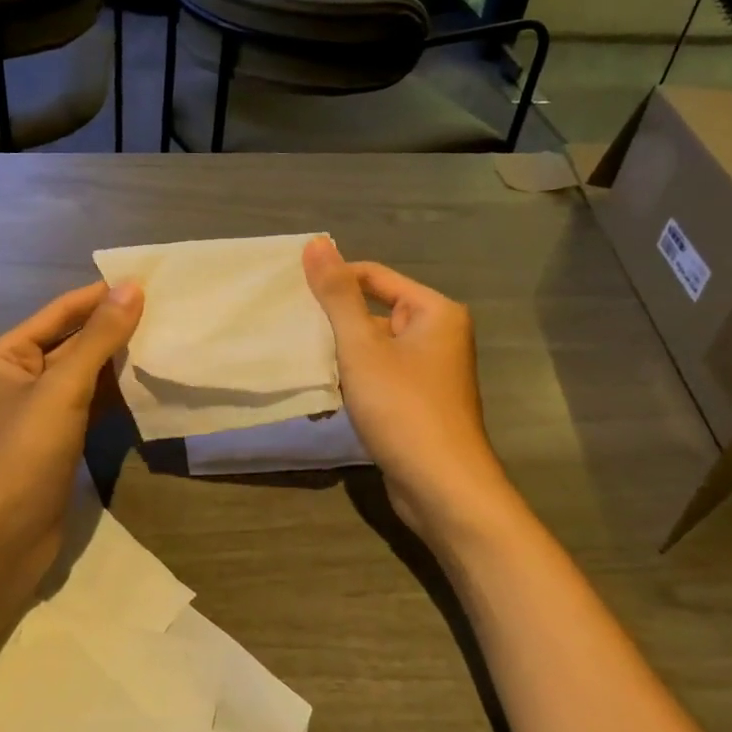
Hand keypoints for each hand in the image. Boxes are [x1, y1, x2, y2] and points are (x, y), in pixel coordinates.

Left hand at [0, 281, 143, 579]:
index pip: (60, 312)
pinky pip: (89, 404)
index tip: (147, 282)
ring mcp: (38, 411)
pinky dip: (115, 394)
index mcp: (6, 355)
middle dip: (113, 328)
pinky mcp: (56, 440)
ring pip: (84, 374)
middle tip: (165, 312)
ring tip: (164, 341)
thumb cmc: (26, 453)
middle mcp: (18, 377)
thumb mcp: (64, 388)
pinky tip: (147, 385)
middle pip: (72, 341)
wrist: (4, 538)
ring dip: (118, 361)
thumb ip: (99, 338)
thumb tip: (131, 287)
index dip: (100, 296)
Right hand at [302, 237, 509, 535]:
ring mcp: (429, 371)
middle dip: (334, 321)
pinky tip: (324, 388)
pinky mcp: (418, 401)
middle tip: (289, 326)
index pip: (373, 276)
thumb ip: (337, 295)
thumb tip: (317, 243)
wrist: (442, 487)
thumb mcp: (362, 347)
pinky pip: (380, 375)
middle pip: (373, 310)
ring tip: (299, 355)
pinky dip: (354, 378)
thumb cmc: (403, 408)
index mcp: (434, 311)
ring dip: (341, 352)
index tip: (290, 293)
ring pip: (374, 346)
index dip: (332, 281)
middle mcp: (438, 334)